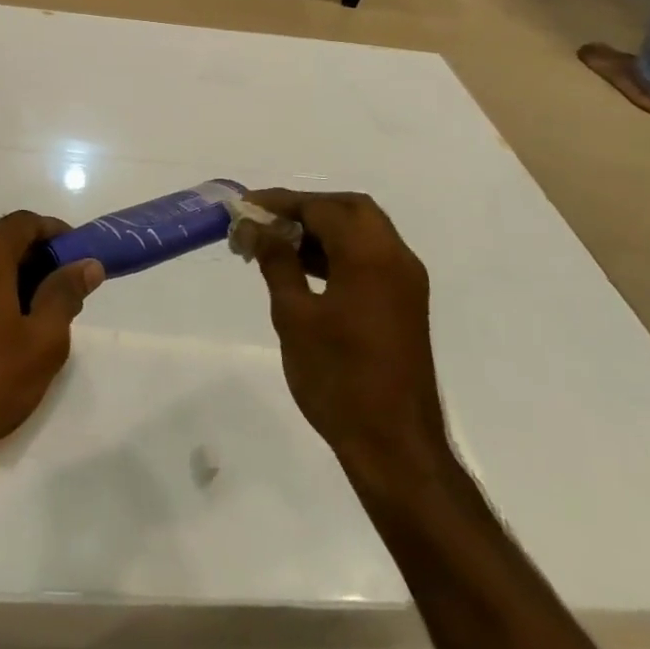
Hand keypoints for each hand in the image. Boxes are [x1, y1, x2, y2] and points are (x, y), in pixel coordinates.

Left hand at [0, 212, 102, 479]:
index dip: (57, 234)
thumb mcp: (42, 341)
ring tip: (38, 316)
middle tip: (64, 292)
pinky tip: (3, 330)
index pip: (25, 222)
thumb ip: (65, 294)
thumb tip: (86, 264)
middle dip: (36, 258)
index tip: (80, 258)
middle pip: (2, 239)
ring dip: (12, 276)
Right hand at [235, 191, 449, 479]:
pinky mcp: (404, 303)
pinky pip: (370, 257)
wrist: (394, 446)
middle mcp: (396, 258)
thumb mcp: (294, 316)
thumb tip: (255, 226)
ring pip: (362, 231)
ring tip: (276, 243)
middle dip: (305, 208)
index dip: (281, 202)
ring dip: (322, 229)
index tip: (244, 206)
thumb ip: (276, 261)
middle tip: (266, 221)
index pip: (322, 208)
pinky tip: (303, 268)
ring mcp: (405, 282)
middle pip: (350, 209)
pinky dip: (338, 251)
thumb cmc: (338, 378)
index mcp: (370, 256)